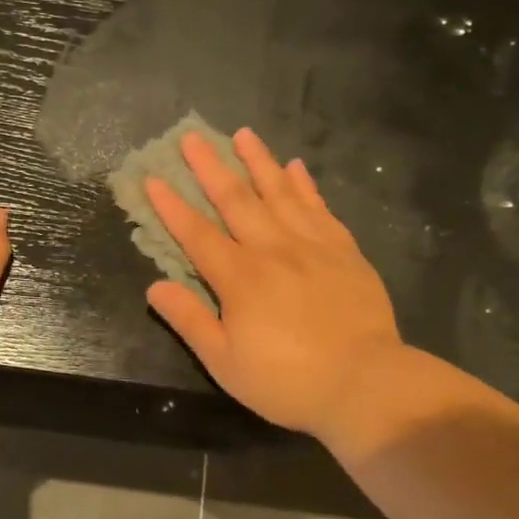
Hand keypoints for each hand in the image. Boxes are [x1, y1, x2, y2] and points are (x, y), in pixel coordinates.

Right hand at [145, 129, 402, 441]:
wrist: (365, 384)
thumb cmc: (287, 381)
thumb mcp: (225, 362)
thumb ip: (190, 320)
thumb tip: (155, 287)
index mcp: (239, 278)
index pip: (197, 234)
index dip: (172, 206)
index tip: (153, 178)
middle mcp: (272, 249)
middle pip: (236, 200)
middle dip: (210, 167)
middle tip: (192, 136)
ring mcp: (312, 246)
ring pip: (279, 193)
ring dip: (258, 161)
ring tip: (243, 134)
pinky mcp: (344, 251)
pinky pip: (319, 207)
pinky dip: (305, 185)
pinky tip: (295, 167)